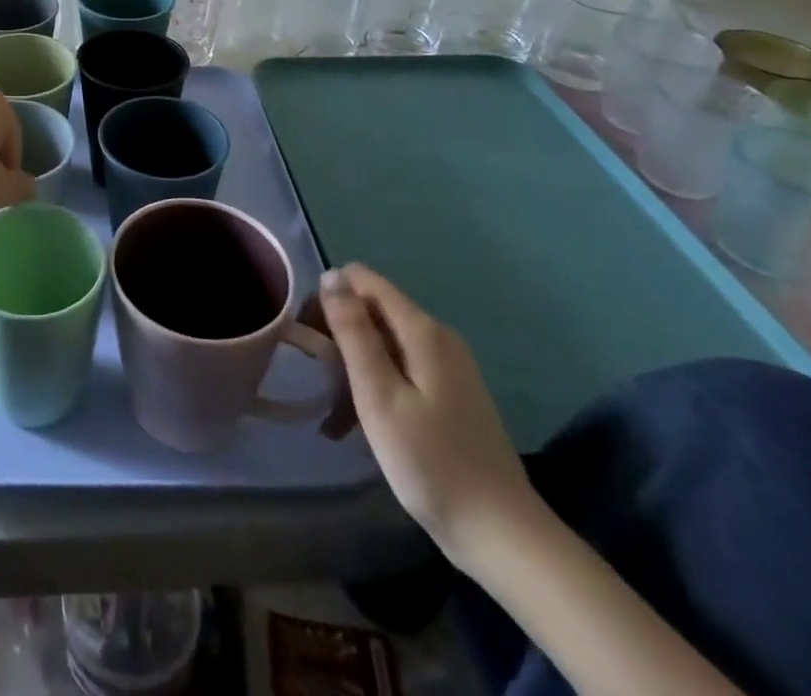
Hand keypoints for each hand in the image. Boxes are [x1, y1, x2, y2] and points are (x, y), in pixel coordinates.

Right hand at [317, 264, 538, 567]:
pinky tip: (355, 427)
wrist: (502, 536)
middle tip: (317, 379)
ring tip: (330, 415)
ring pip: (383, 344)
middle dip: (338, 336)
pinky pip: (400, 371)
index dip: (328, 298)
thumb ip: (353, 331)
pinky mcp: (450, 395)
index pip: (362, 280)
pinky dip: (374, 388)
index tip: (308, 336)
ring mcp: (448, 367)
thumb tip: (331, 274)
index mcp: (422, 330)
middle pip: (373, 311)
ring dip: (352, 368)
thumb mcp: (379, 395)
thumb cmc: (431, 463)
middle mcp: (438, 336)